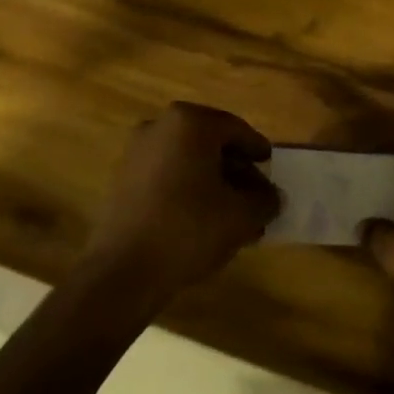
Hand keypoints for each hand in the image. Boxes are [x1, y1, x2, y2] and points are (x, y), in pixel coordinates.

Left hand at [86, 103, 280, 302]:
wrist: (123, 271)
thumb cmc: (189, 228)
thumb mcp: (242, 215)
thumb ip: (265, 200)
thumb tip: (271, 197)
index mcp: (190, 122)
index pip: (236, 129)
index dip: (257, 150)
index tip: (270, 166)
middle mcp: (159, 127)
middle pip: (211, 144)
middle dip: (236, 170)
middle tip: (255, 195)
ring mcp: (136, 153)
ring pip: (188, 162)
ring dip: (213, 183)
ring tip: (234, 215)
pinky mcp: (122, 181)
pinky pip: (167, 177)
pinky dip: (188, 191)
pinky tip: (204, 220)